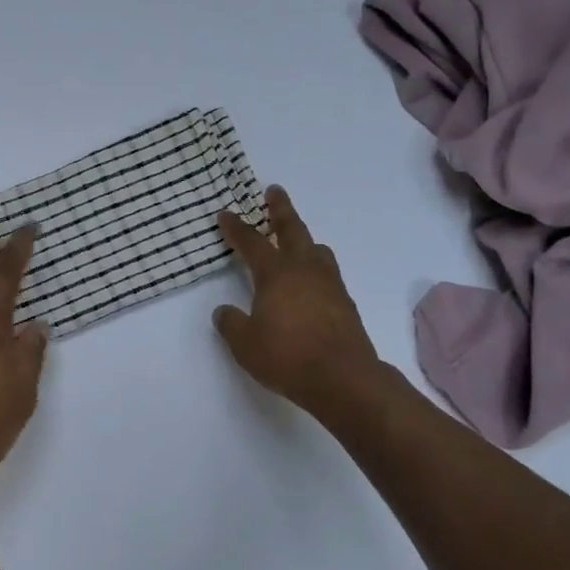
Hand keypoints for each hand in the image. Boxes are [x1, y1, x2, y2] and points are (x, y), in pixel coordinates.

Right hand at [214, 186, 381, 417]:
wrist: (342, 377)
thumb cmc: (287, 357)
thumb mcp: (245, 344)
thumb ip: (231, 324)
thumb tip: (224, 312)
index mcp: (276, 274)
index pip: (252, 243)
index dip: (237, 228)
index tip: (226, 214)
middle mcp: (304, 270)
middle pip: (292, 229)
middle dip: (280, 209)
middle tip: (274, 192)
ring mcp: (329, 284)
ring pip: (316, 249)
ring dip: (304, 238)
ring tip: (297, 239)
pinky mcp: (345, 303)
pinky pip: (327, 272)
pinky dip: (316, 266)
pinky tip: (311, 281)